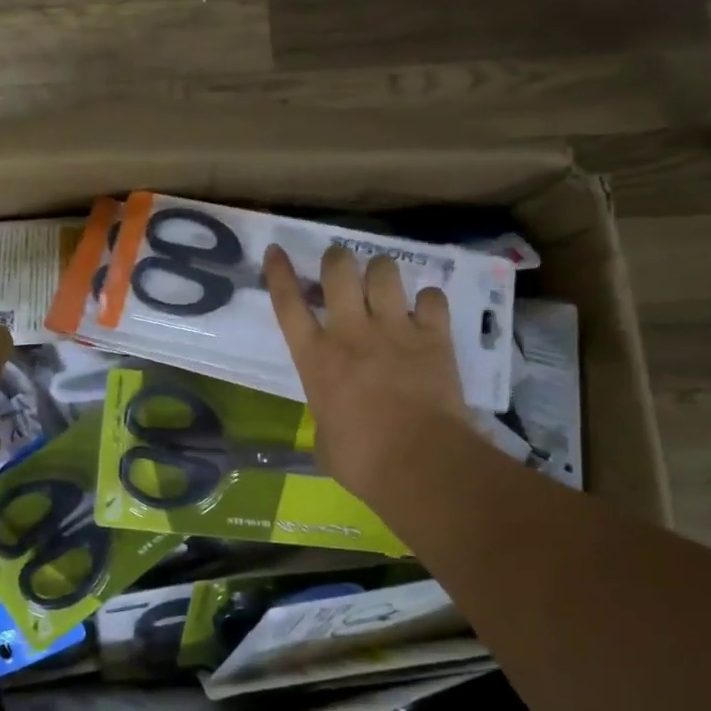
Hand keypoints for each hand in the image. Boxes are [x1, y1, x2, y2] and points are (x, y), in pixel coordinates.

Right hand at [264, 243, 474, 507]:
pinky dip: (428, 301)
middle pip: (338, 269)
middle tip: (340, 267)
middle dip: (336, 260)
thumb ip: (326, 417)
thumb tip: (334, 424)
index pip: (288, 304)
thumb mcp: (324, 440)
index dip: (279, 273)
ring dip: (381, 272)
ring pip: (385, 271)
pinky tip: (426, 311)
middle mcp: (350, 332)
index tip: (276, 250)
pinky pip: (432, 298)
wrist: (418, 461)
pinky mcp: (434, 336)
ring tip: (383, 284)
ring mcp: (394, 329)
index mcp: (315, 358)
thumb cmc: (360, 460)